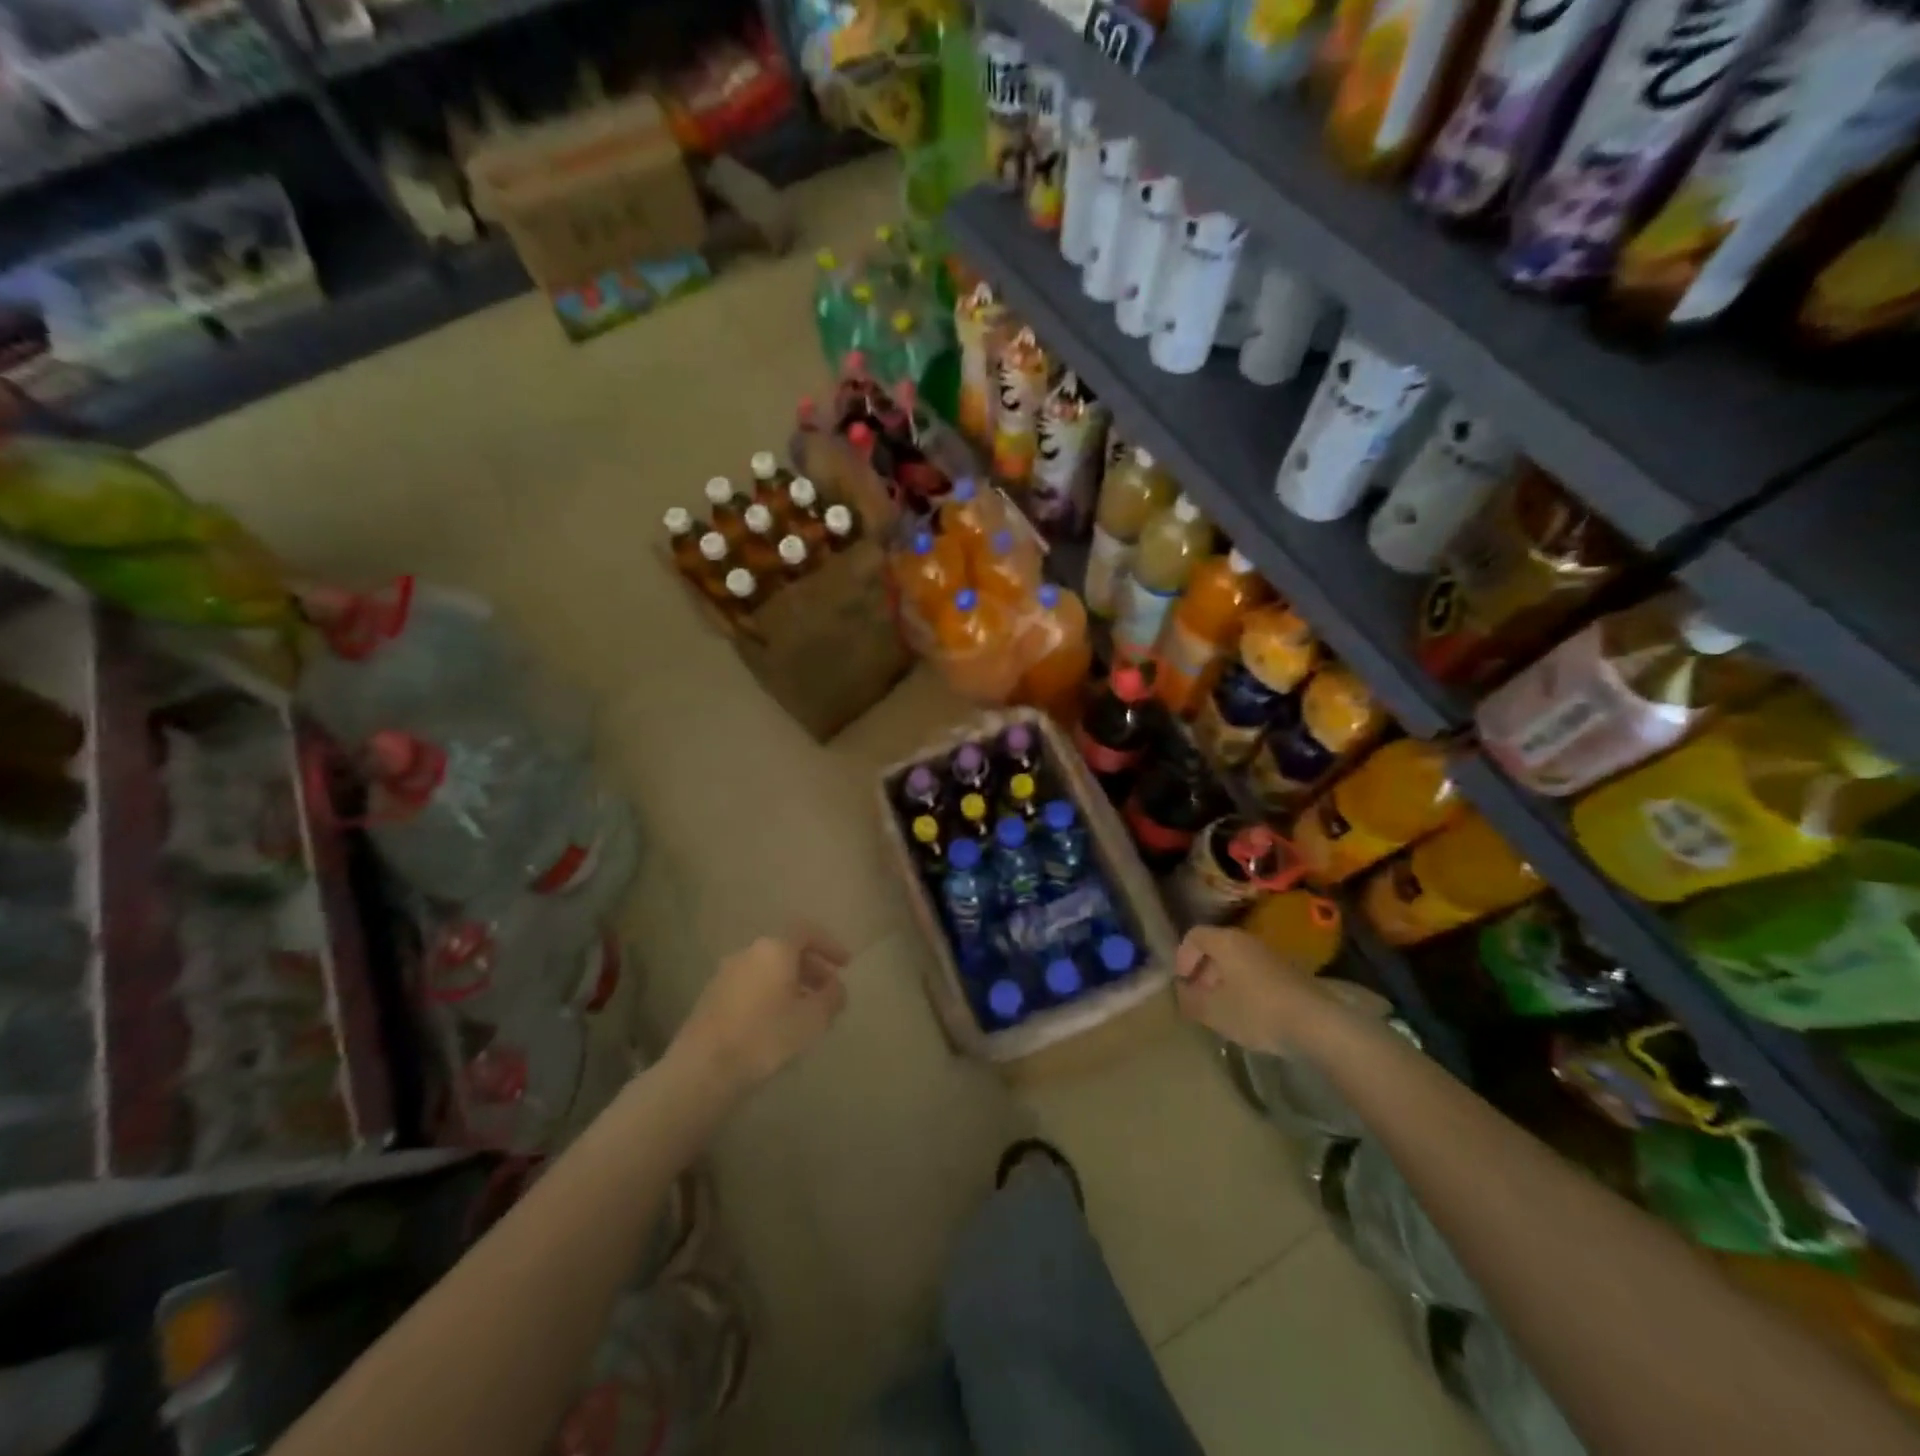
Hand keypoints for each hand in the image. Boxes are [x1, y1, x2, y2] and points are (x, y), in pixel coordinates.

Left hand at [677, 925, 849, 1091]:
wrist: (703, 1069)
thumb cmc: (765, 1037)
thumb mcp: (813, 1019)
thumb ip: (832, 997)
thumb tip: (837, 986)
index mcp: (774, 949)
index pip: (807, 932)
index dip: (830, 945)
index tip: (846, 964)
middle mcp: (749, 952)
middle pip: (787, 950)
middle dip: (812, 967)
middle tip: (829, 990)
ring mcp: (726, 973)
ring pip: (768, 969)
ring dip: (791, 983)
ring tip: (806, 1011)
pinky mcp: (711, 997)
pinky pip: (751, 985)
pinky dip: (770, 994)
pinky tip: (777, 1023)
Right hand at [1174, 926, 1329, 1055]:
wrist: (1316, 1024)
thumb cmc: (1256, 1011)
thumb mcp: (1213, 1011)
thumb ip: (1190, 1000)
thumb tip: (1183, 993)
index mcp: (1226, 941)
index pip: (1194, 935)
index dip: (1183, 957)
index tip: (1183, 982)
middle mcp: (1248, 940)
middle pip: (1217, 947)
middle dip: (1203, 971)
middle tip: (1200, 996)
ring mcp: (1271, 955)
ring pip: (1237, 960)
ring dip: (1224, 980)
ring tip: (1223, 1008)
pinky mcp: (1290, 972)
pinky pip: (1256, 972)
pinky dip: (1245, 986)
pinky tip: (1249, 1013)